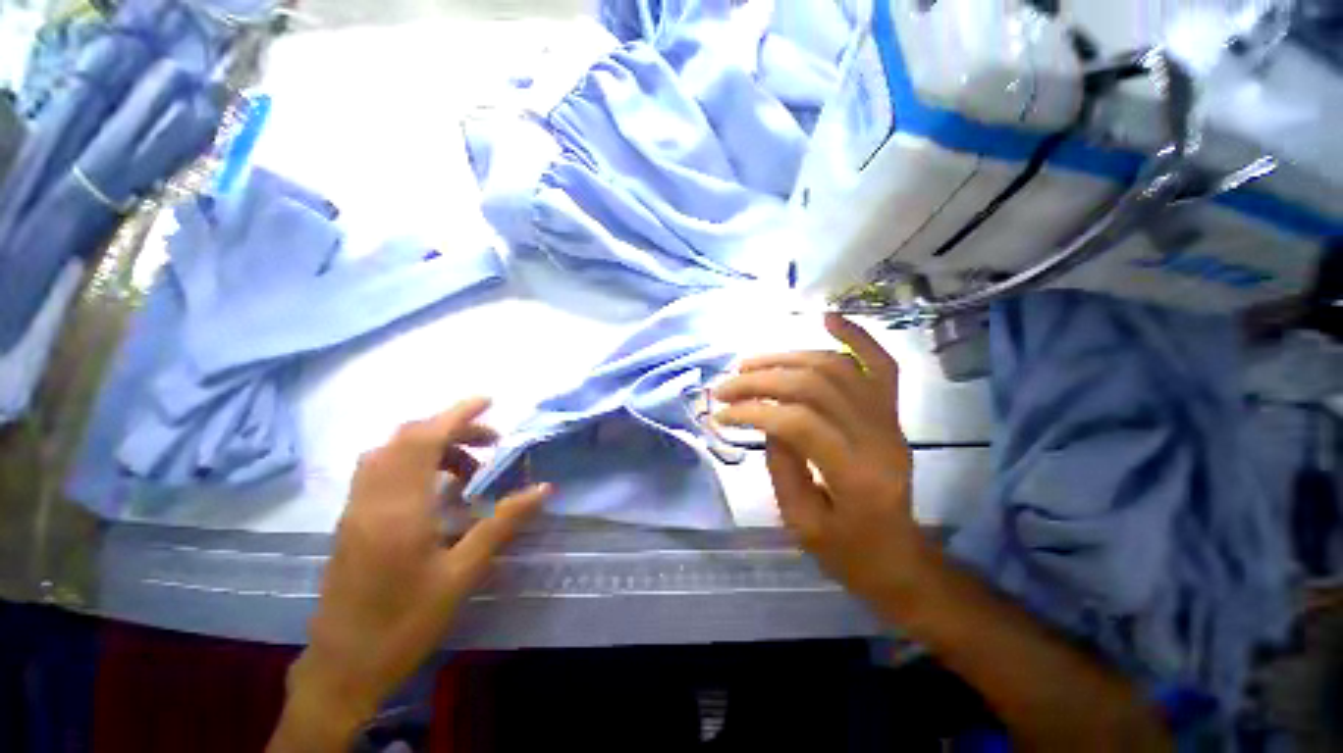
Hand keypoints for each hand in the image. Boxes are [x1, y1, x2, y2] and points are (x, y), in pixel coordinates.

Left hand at [271, 398, 549, 751]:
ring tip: (468, 467)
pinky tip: (437, 488)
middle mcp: (371, 500)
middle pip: (406, 439)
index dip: (457, 414)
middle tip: (491, 442)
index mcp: (398, 510)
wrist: (343, 668)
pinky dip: (413, 462)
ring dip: (431, 445)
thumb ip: (502, 524)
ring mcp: (355, 509)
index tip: (489, 401)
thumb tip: (543, 489)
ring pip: (390, 452)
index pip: (424, 439)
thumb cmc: (405, 623)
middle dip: (452, 428)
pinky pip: (381, 471)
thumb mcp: (462, 574)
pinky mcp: (351, 521)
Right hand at [713, 314, 929, 608]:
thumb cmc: (847, 552)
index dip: (755, 411)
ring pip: (836, 367)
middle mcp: (879, 438)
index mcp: (857, 476)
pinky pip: (882, 364)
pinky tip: (828, 317)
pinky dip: (857, 336)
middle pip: (815, 386)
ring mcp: (890, 420)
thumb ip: (781, 465)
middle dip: (761, 380)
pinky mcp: (891, 412)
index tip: (722, 414)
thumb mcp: (800, 524)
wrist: (899, 558)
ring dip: (787, 358)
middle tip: (726, 387)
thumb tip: (765, 418)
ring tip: (750, 364)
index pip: (799, 423)